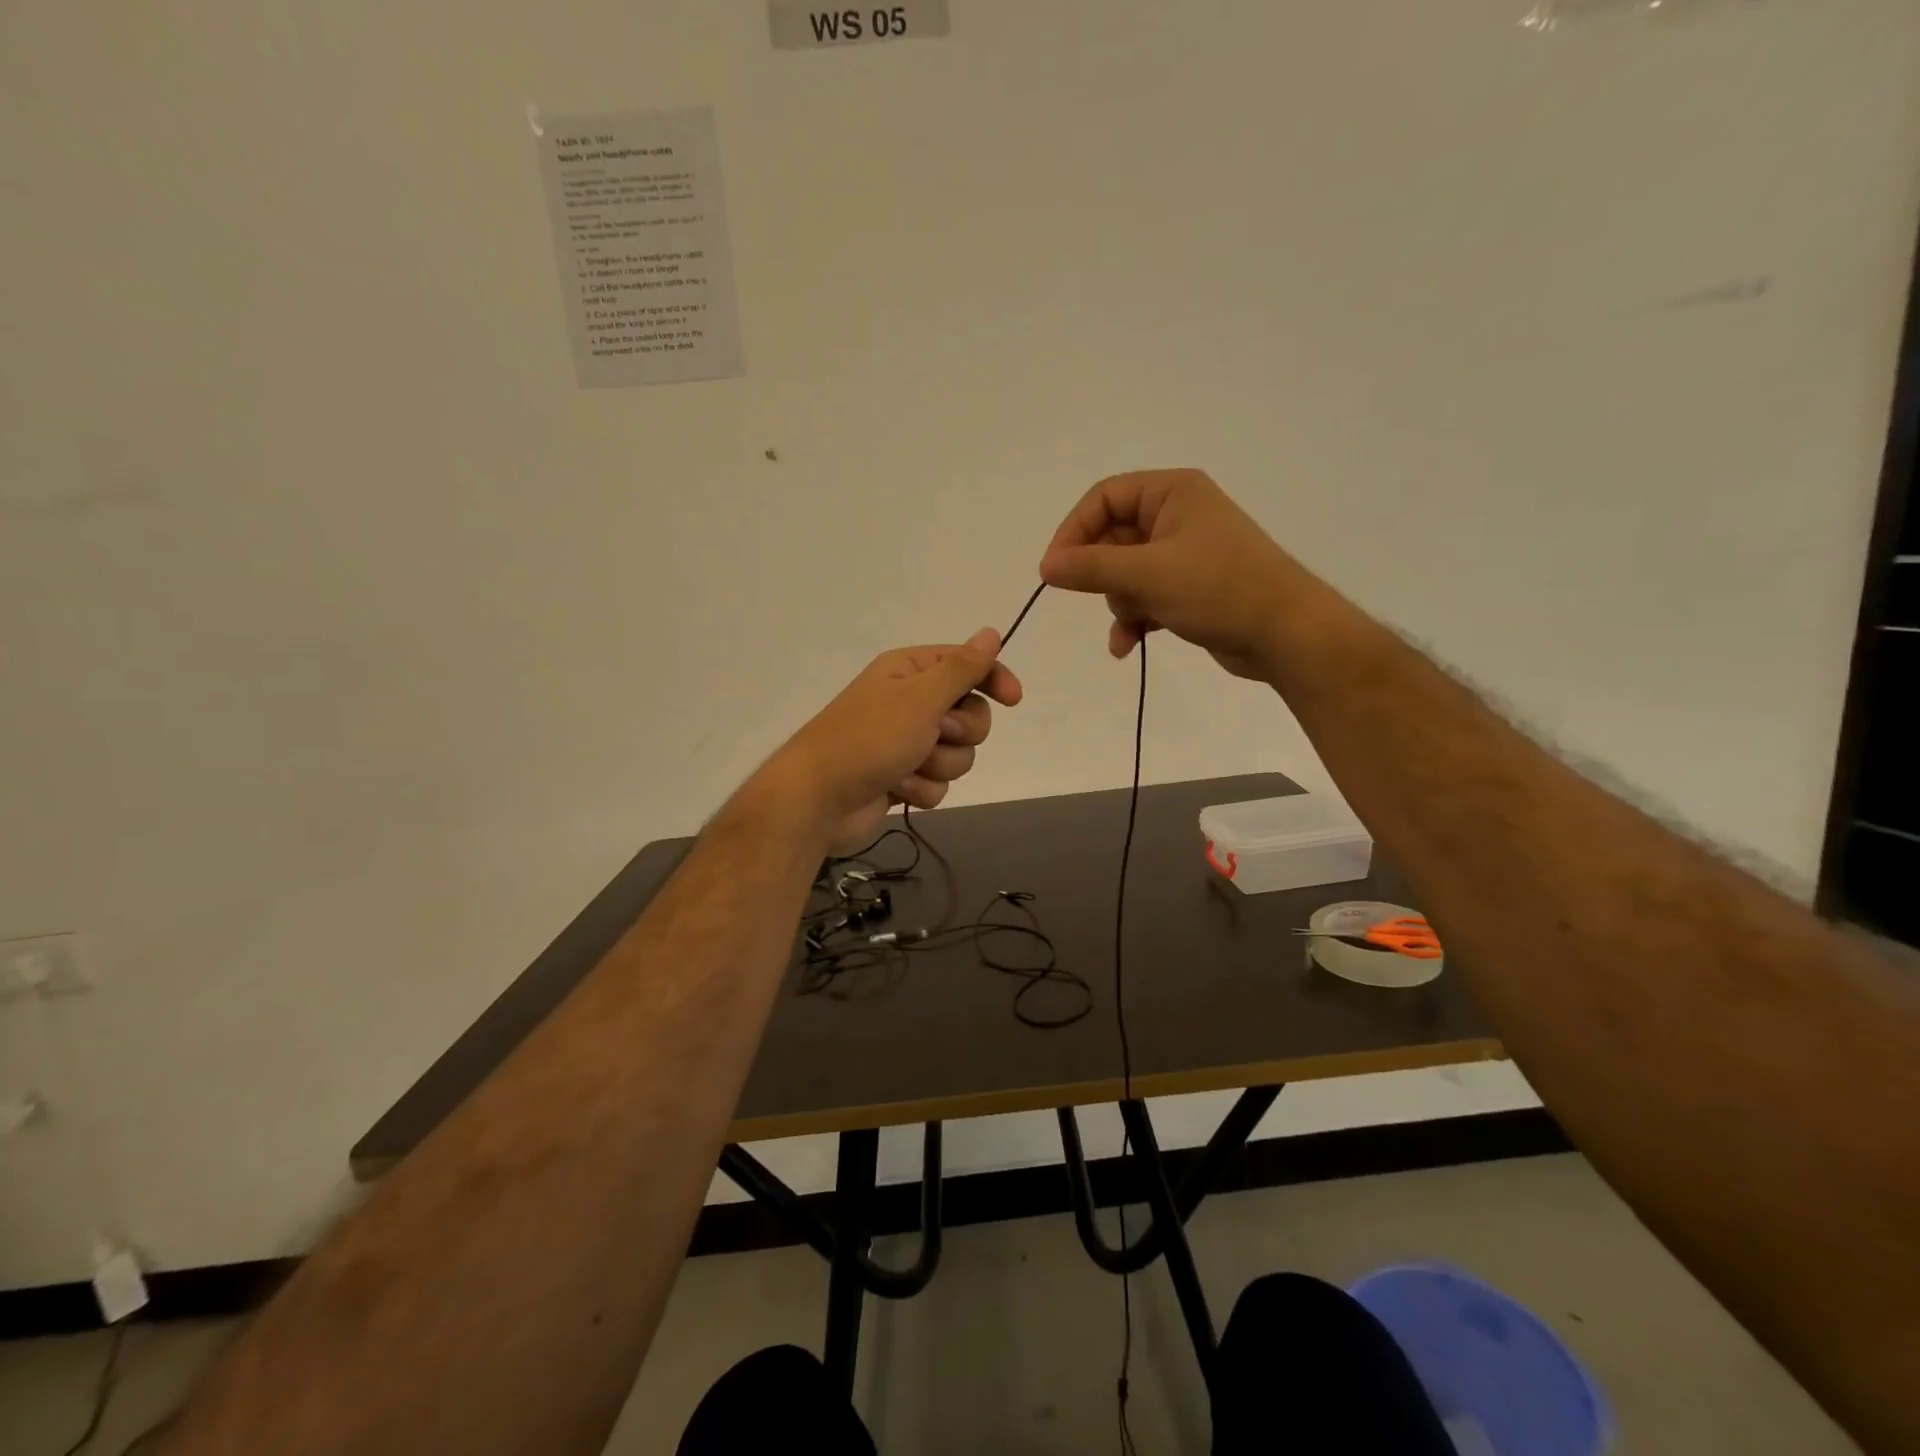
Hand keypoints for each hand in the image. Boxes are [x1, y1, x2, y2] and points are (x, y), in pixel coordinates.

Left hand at [758, 629, 1023, 851]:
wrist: (819, 799)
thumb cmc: (869, 738)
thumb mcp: (920, 697)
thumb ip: (961, 668)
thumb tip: (991, 633)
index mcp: (910, 672)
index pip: (968, 665)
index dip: (993, 679)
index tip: (1012, 700)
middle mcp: (910, 702)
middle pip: (971, 715)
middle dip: (959, 733)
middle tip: (934, 735)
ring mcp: (906, 742)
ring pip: (958, 754)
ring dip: (938, 765)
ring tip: (906, 767)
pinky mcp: (903, 776)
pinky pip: (938, 782)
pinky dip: (921, 788)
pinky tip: (896, 789)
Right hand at [1038, 469, 1297, 679]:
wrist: (1285, 633)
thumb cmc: (1217, 588)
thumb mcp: (1147, 574)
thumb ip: (1091, 567)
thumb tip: (1046, 566)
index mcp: (1172, 492)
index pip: (1104, 498)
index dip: (1074, 531)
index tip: (1054, 570)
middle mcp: (1178, 516)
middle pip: (1112, 537)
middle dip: (1102, 575)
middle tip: (1095, 597)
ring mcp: (1184, 554)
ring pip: (1126, 573)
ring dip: (1119, 603)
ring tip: (1130, 624)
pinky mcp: (1189, 589)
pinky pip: (1145, 597)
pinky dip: (1134, 620)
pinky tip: (1127, 647)